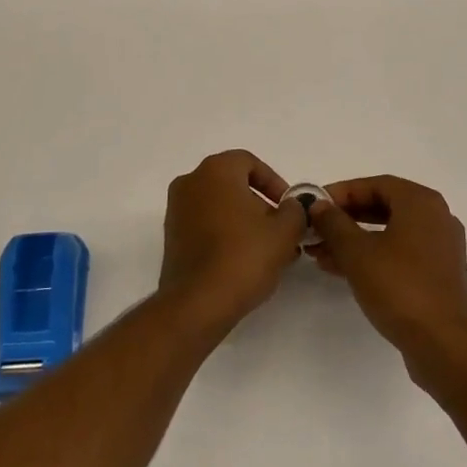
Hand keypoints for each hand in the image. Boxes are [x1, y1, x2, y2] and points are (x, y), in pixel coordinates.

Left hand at [157, 150, 304, 336]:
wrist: (197, 304)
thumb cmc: (243, 256)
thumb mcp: (284, 232)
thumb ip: (295, 211)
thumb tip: (293, 206)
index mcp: (216, 170)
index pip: (250, 162)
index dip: (274, 183)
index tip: (289, 207)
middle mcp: (191, 182)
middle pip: (234, 184)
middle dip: (261, 206)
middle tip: (282, 232)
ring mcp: (177, 210)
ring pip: (220, 206)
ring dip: (245, 222)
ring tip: (269, 252)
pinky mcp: (172, 238)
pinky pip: (205, 225)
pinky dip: (226, 235)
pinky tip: (245, 262)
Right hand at [307, 176, 466, 381]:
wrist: (443, 345)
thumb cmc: (399, 287)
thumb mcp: (357, 253)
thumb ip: (334, 223)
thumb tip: (318, 205)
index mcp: (421, 202)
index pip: (375, 184)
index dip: (341, 192)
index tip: (315, 205)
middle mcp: (435, 217)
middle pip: (383, 207)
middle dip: (345, 218)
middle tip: (316, 228)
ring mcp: (439, 247)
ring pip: (389, 233)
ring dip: (354, 240)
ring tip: (319, 253)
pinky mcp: (438, 274)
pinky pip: (399, 253)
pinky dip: (372, 256)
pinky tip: (342, 270)